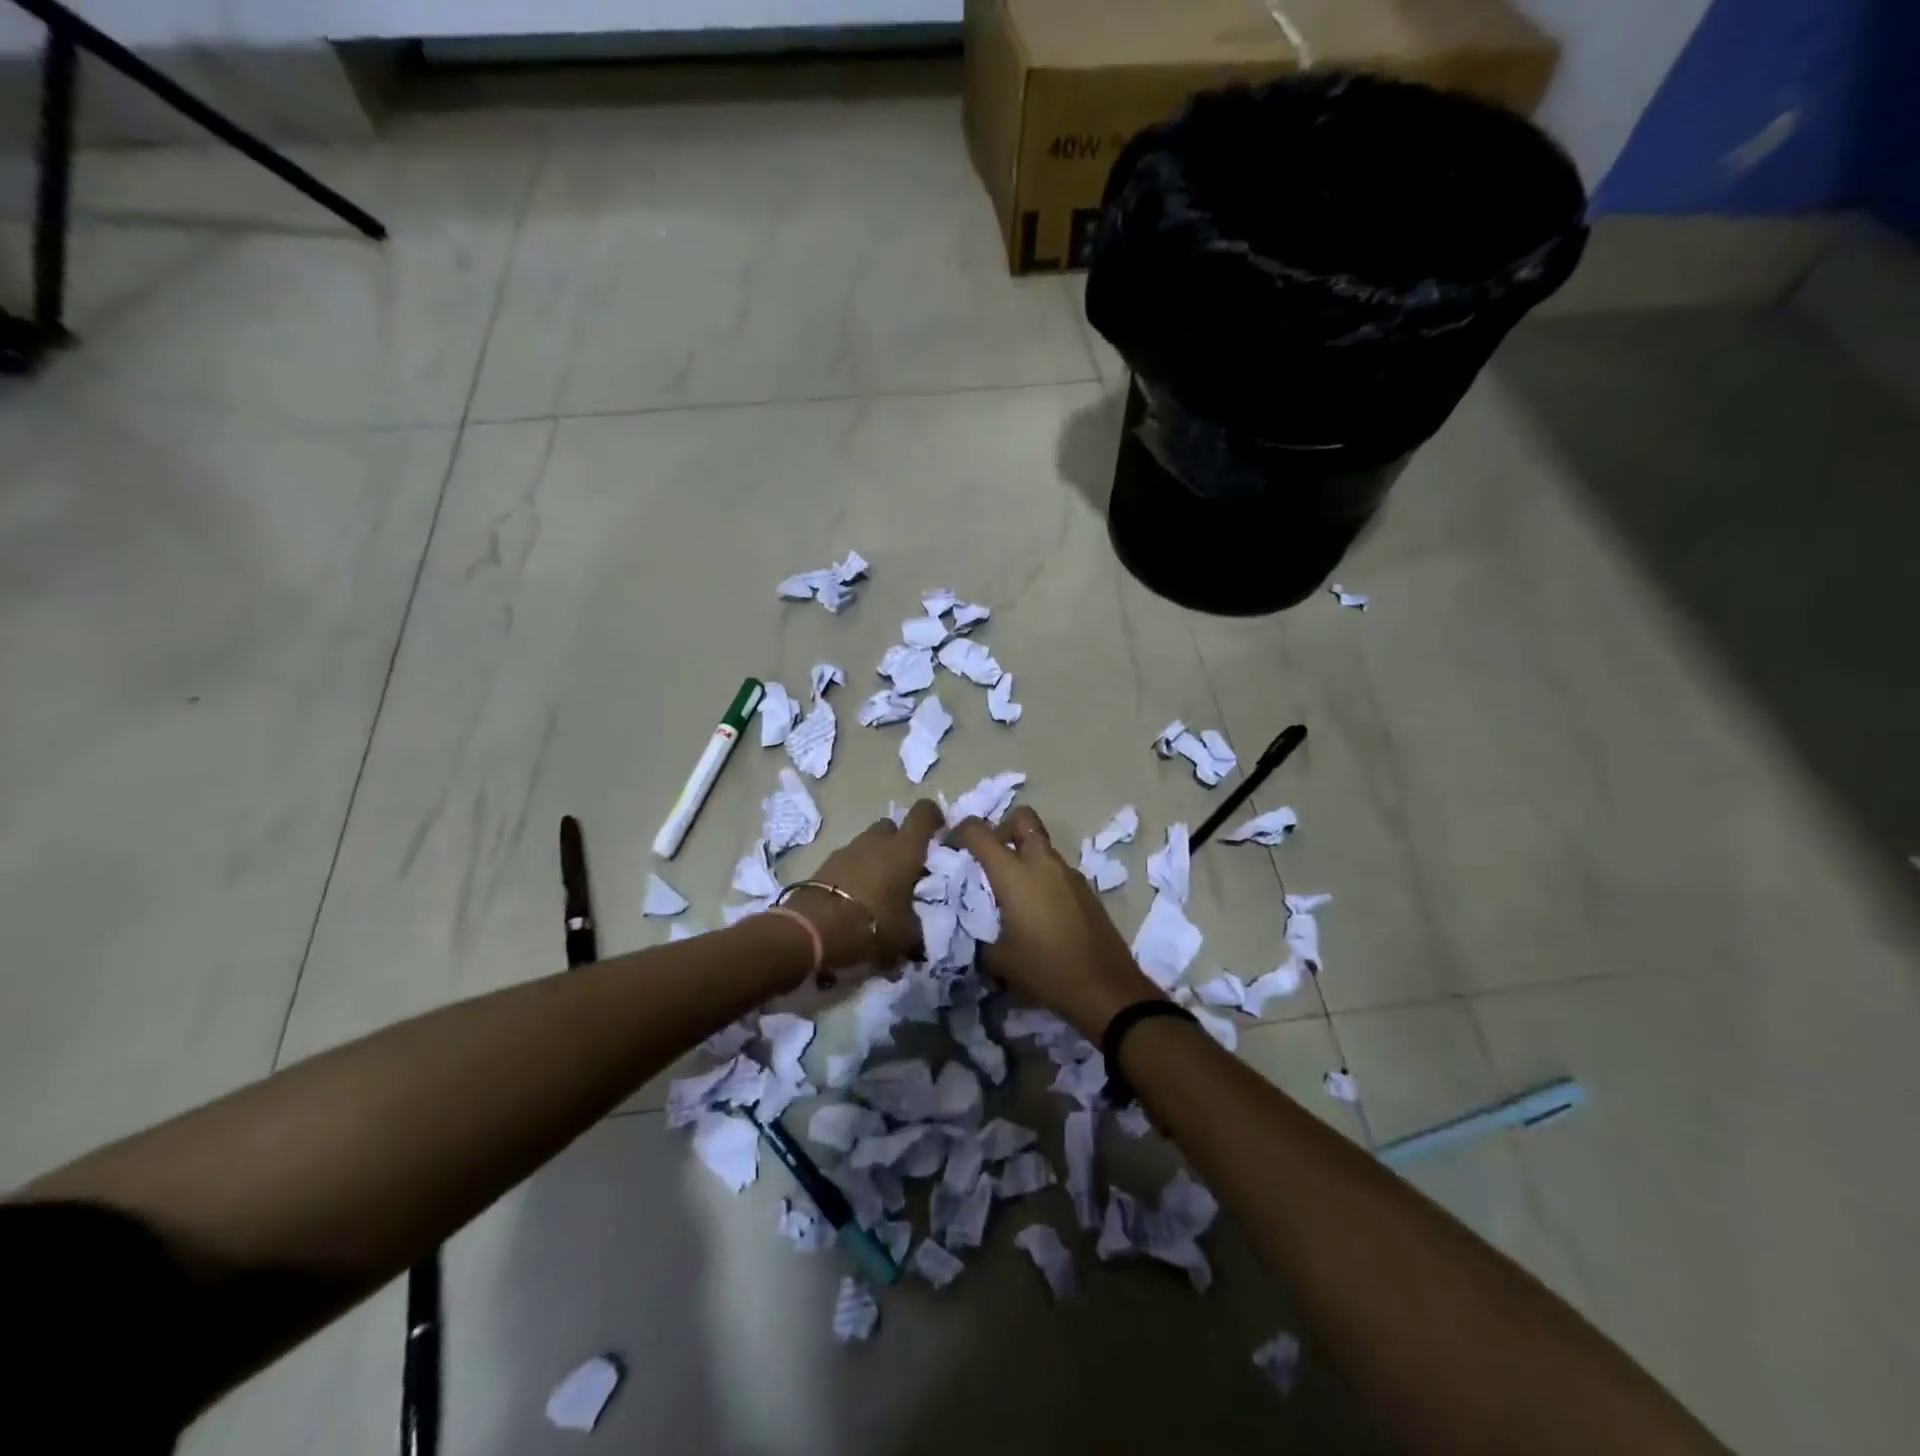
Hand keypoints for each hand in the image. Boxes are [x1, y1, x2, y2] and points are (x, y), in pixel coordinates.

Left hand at [790, 800, 943, 979]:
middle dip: (899, 842)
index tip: (938, 833)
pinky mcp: (826, 863)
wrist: (813, 930)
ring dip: (875, 858)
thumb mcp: (906, 936)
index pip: (924, 813)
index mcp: (904, 849)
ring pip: (868, 843)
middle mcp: (877, 841)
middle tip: (905, 869)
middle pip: (892, 826)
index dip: (933, 817)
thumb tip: (919, 932)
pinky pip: (848, 860)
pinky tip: (855, 898)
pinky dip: (855, 872)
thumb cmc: (872, 925)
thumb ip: (917, 926)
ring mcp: (848, 849)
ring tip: (879, 889)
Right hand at [949, 808, 1165, 1040]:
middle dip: (1002, 828)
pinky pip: (1057, 870)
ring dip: (1024, 856)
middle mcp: (1043, 863)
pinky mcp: (1086, 890)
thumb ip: (980, 938)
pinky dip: (1042, 877)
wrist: (1106, 988)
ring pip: (1041, 846)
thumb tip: (973, 933)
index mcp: (1015, 874)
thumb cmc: (1047, 970)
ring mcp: (1069, 874)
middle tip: (991, 859)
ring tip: (1011, 894)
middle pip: (1022, 819)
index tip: (951, 847)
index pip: (979, 832)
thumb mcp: (1000, 961)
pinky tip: (1038, 913)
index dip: (960, 831)